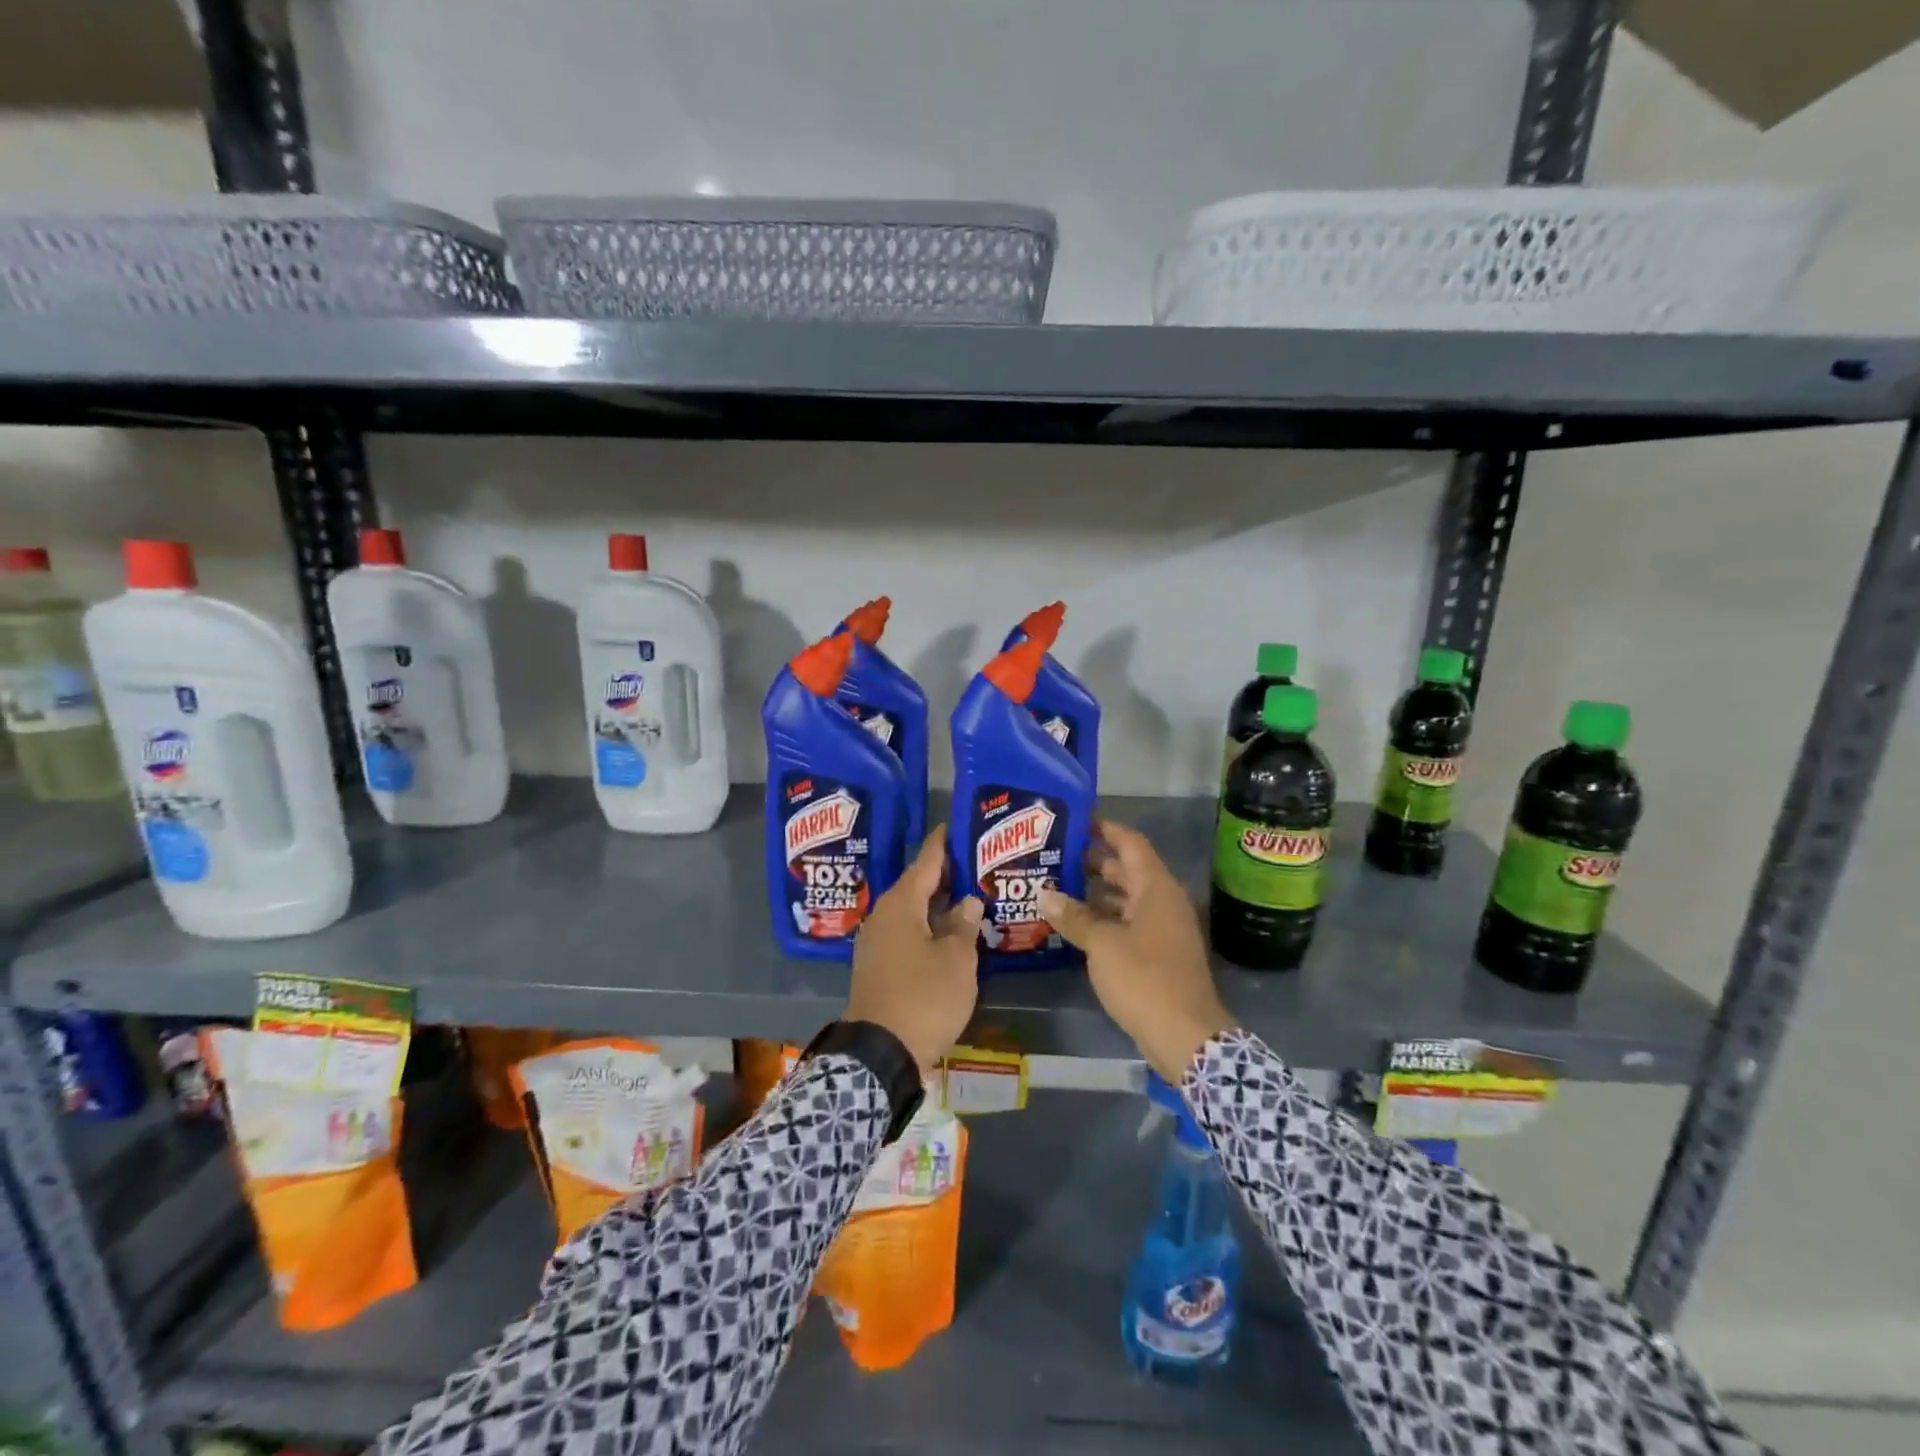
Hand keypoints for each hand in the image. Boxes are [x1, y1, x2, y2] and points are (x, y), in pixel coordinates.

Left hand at [845, 828, 983, 1078]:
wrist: (880, 1052)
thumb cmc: (924, 997)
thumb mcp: (956, 960)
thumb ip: (964, 925)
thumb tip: (968, 900)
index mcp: (901, 904)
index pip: (926, 861)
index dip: (944, 843)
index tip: (957, 824)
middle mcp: (884, 914)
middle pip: (917, 884)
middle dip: (945, 873)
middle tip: (976, 861)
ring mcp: (877, 940)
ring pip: (911, 909)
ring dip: (937, 902)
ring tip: (968, 893)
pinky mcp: (877, 964)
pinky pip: (905, 931)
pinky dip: (927, 924)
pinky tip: (948, 930)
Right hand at [1038, 820, 1234, 1082]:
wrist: (1185, 1035)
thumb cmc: (1144, 978)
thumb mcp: (1102, 944)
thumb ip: (1074, 917)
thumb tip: (1045, 895)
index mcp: (1156, 887)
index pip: (1130, 843)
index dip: (1104, 829)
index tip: (1075, 821)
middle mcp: (1163, 901)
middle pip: (1127, 870)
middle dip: (1093, 862)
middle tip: (1055, 856)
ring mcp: (1163, 929)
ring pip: (1126, 899)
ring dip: (1096, 894)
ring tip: (1057, 889)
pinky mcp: (1159, 954)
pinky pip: (1128, 923)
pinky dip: (1105, 920)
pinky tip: (1076, 926)